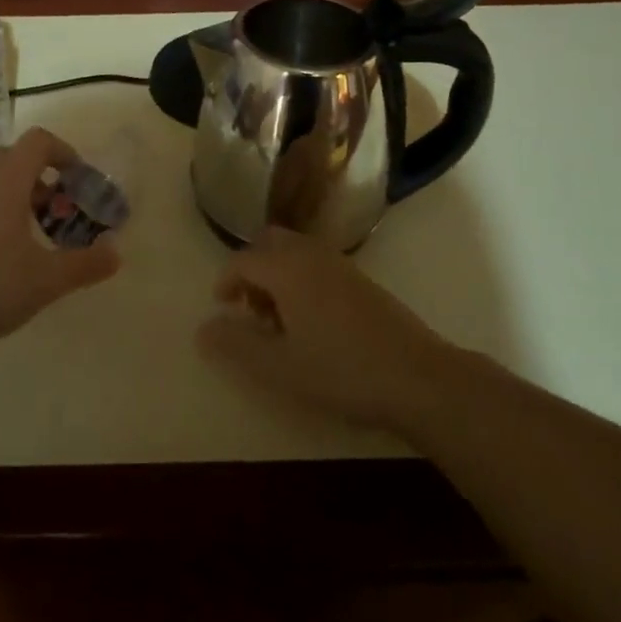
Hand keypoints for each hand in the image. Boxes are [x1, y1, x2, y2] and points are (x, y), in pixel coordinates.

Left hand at [0, 127, 120, 363]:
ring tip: (32, 231)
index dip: (65, 153)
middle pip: (16, 156)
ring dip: (18, 191)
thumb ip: (85, 264)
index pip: (39, 141)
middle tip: (58, 211)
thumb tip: (117, 253)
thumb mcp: (45, 281)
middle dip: (43, 176)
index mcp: (6, 179)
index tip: (79, 180)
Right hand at [196, 227, 448, 430]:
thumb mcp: (279, 367)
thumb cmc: (341, 371)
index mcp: (286, 268)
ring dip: (277, 274)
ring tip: (279, 320)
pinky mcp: (361, 279)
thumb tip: (202, 329)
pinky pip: (316, 263)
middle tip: (250, 309)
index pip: (242, 260)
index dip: (225, 281)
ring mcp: (340, 264)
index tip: (221, 308)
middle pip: (269, 244)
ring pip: (295, 251)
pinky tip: (312, 322)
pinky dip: (301, 278)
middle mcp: (310, 255)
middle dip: (252, 269)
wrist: (418, 377)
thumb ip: (236, 345)